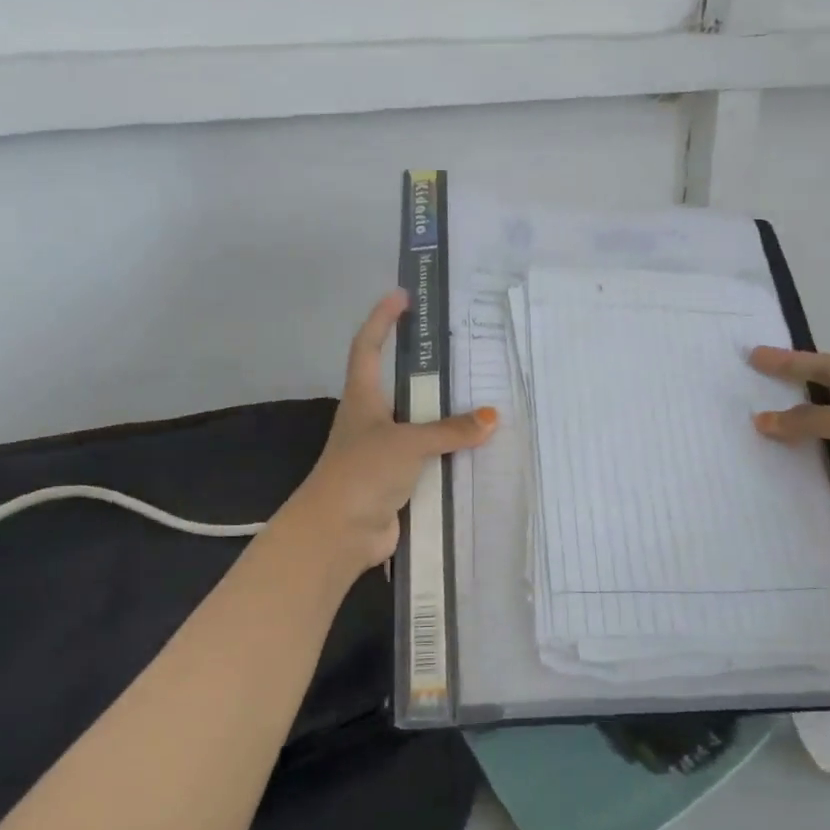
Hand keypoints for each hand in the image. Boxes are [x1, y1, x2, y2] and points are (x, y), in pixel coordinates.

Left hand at [287, 291, 497, 573]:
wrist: (339, 533)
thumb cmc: (363, 471)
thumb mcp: (408, 442)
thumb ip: (449, 430)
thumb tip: (490, 418)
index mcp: (362, 399)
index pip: (368, 347)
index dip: (382, 320)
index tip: (402, 296)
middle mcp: (371, 421)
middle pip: (399, 386)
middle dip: (425, 371)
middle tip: (462, 354)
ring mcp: (383, 454)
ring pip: (419, 427)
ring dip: (444, 418)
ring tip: (481, 401)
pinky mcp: (397, 483)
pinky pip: (430, 462)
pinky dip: (450, 456)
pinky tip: (477, 453)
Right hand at [747, 347, 829, 545]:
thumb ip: (806, 420)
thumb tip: (760, 421)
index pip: (823, 366)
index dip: (788, 361)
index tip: (754, 356)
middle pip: (816, 393)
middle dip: (784, 388)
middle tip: (746, 383)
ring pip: (814, 427)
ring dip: (785, 425)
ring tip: (746, 420)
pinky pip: (816, 456)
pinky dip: (793, 454)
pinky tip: (766, 454)